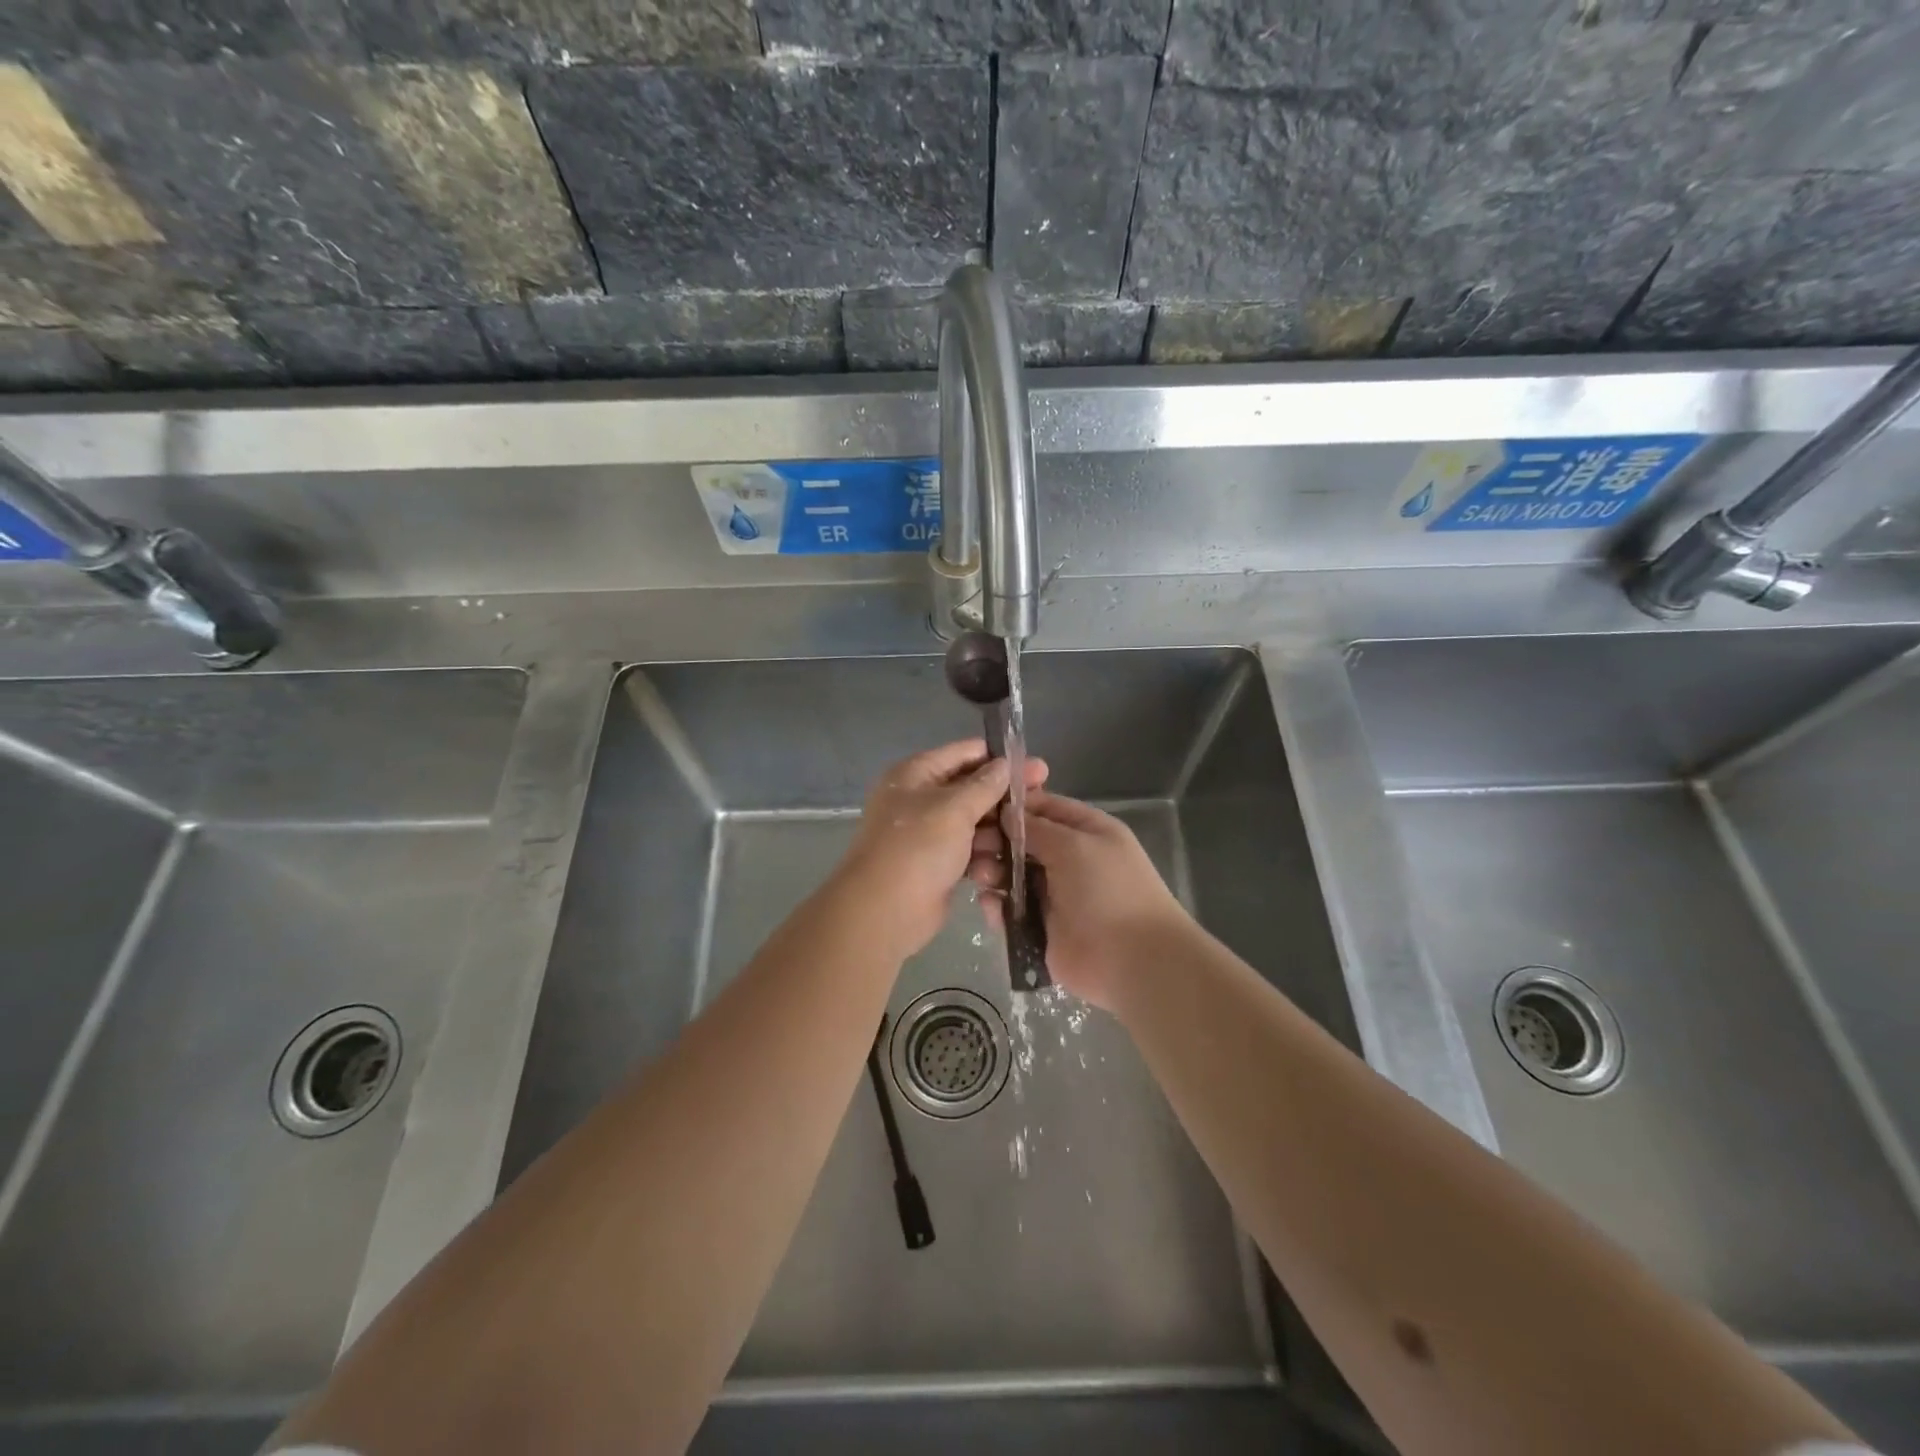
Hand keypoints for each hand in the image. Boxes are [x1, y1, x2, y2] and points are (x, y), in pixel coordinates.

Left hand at [837, 741, 1047, 959]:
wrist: (884, 911)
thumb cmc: (917, 848)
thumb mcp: (954, 808)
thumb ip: (984, 785)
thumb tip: (1005, 764)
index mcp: (916, 774)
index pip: (963, 753)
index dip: (999, 757)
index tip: (1036, 766)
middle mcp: (921, 798)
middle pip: (971, 788)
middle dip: (1005, 795)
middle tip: (1043, 798)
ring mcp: (929, 833)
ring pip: (974, 822)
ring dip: (999, 828)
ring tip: (1031, 834)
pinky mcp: (939, 863)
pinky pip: (970, 850)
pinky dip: (987, 854)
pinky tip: (1012, 860)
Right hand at [987, 791, 1192, 1009]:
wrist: (1133, 960)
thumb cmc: (1108, 890)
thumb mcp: (1075, 845)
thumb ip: (1037, 828)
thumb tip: (1008, 813)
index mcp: (1086, 832)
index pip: (1044, 808)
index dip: (1013, 807)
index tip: (979, 808)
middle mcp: (1069, 859)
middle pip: (1023, 842)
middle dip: (996, 841)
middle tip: (972, 847)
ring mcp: (1054, 895)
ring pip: (1012, 876)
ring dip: (993, 873)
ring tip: (981, 878)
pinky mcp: (1041, 929)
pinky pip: (1012, 911)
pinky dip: (997, 907)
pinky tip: (989, 905)